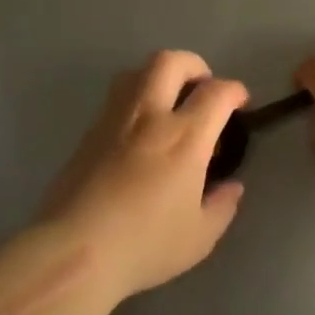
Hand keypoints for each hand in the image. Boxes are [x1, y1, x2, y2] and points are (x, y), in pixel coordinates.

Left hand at [38, 51, 247, 300]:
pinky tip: (139, 134)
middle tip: (203, 90)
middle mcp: (149, 117)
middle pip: (170, 62)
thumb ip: (222, 206)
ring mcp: (113, 121)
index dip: (235, 91)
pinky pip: (115, 99)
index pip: (217, 92)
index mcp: (185, 137)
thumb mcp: (199, 237)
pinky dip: (134, 101)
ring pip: (135, 72)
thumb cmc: (145, 245)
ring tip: (168, 104)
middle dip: (194, 66)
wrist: (74, 252)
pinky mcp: (87, 135)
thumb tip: (231, 187)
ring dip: (159, 77)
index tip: (240, 103)